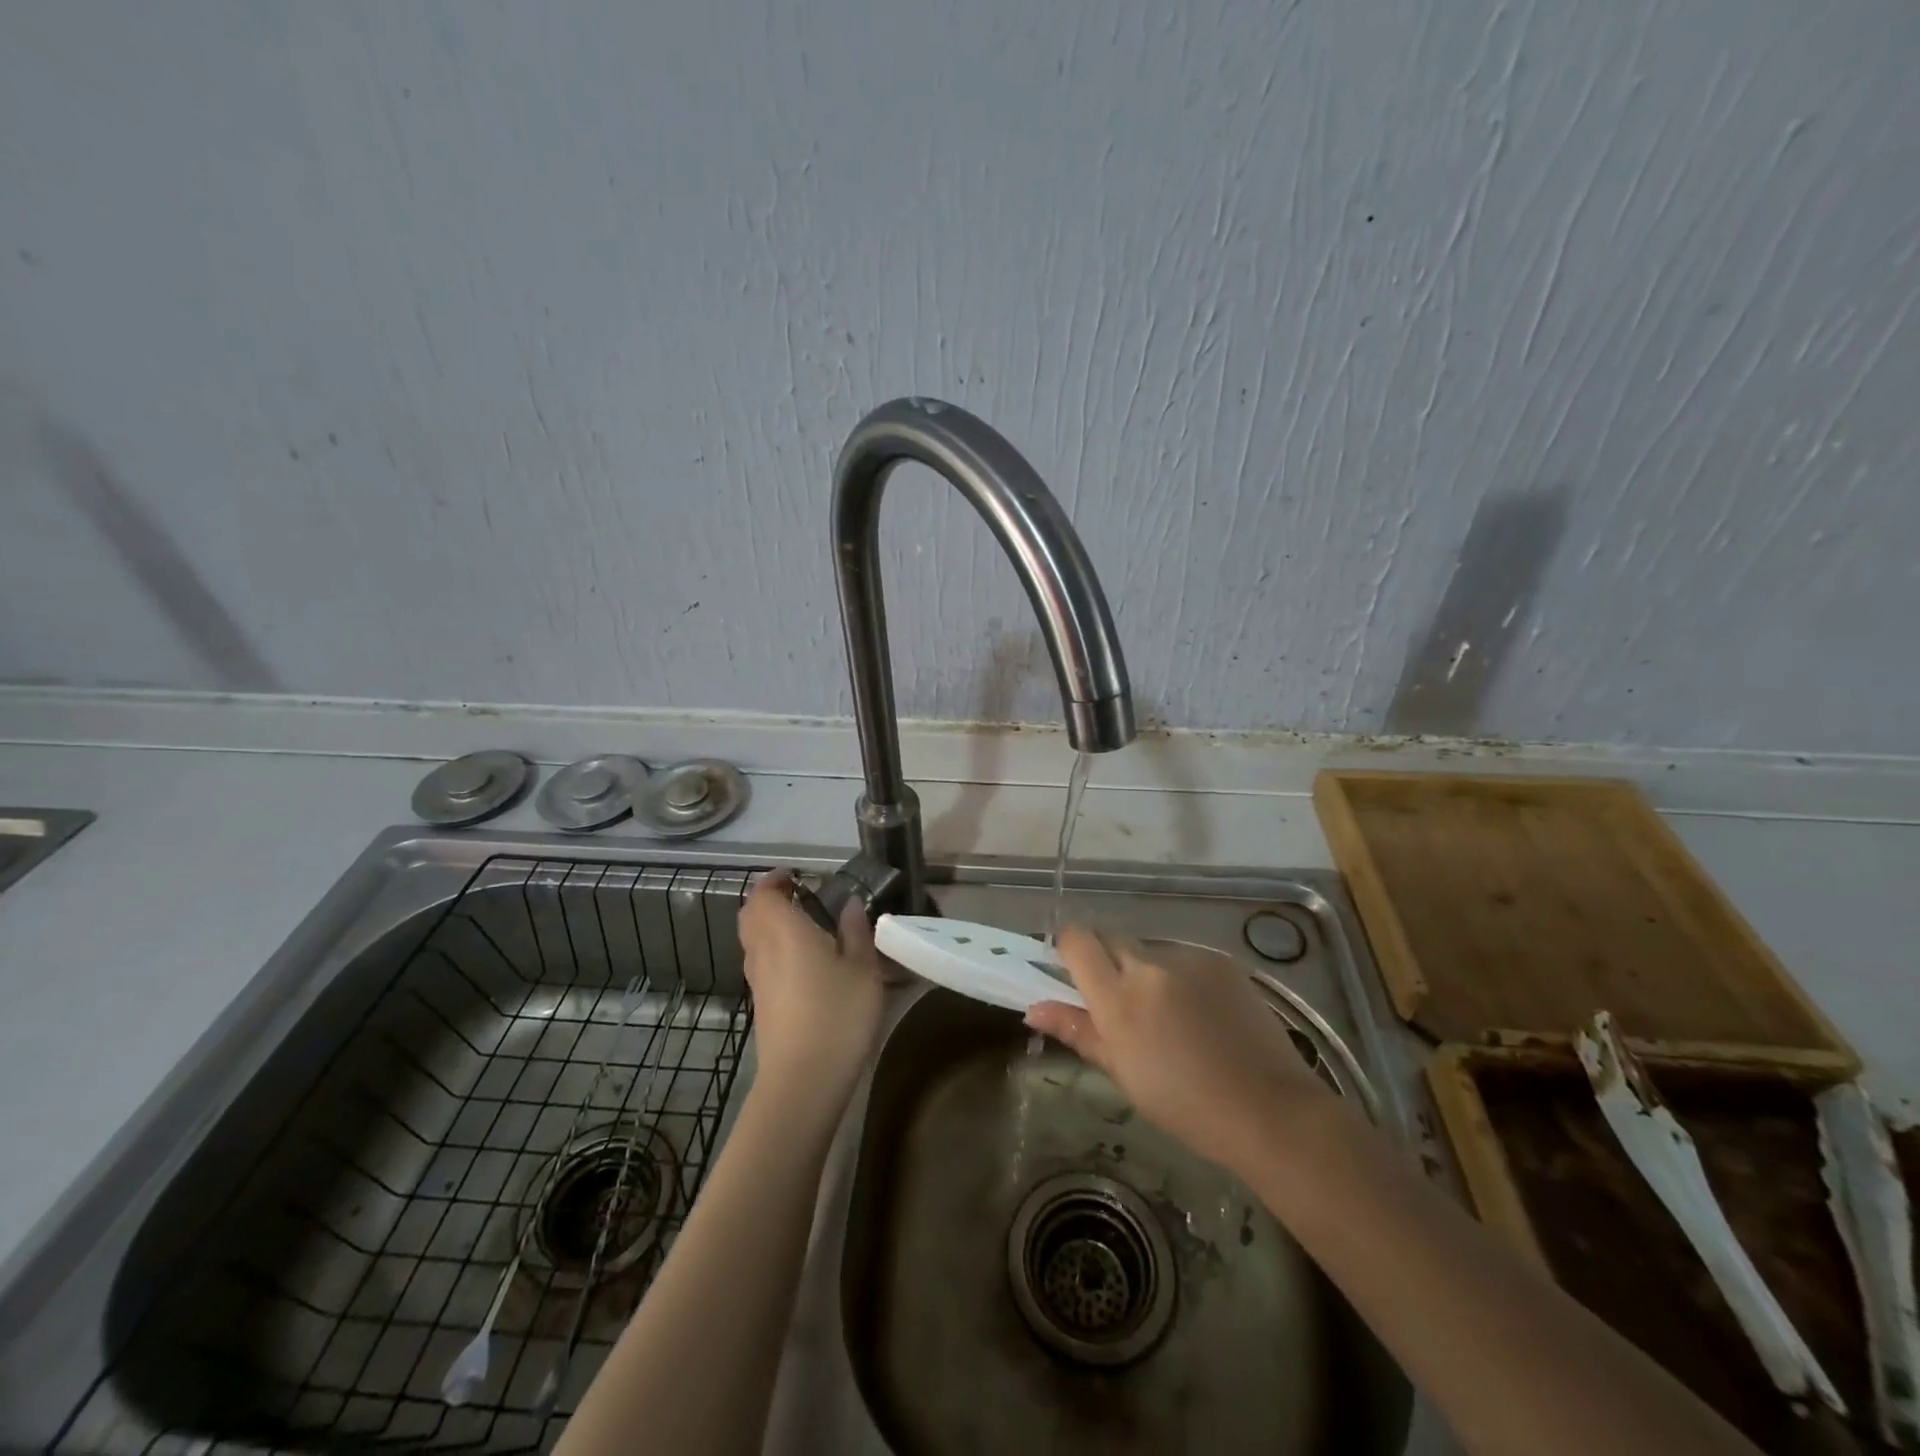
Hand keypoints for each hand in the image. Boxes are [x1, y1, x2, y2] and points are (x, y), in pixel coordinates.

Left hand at [737, 872, 885, 1108]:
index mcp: (784, 930)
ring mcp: (758, 981)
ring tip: (807, 927)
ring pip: (754, 941)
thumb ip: (855, 931)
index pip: (764, 894)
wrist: (803, 1081)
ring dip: (771, 926)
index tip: (797, 876)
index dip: (775, 880)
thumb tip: (849, 905)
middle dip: (769, 900)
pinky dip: (776, 951)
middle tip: (800, 896)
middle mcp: (762, 950)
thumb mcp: (862, 968)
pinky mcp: (762, 1006)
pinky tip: (807, 965)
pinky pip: (762, 963)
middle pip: (751, 915)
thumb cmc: (837, 1014)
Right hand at [1026, 929, 1331, 1172]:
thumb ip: (1078, 1031)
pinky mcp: (1222, 960)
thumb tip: (1033, 1008)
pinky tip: (1203, 1014)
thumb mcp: (1122, 1073)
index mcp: (1119, 997)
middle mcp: (1150, 965)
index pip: (1077, 940)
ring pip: (1150, 949)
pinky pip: (1185, 958)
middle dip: (1107, 959)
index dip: (1070, 949)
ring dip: (1148, 971)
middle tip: (1121, 1000)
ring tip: (1171, 1016)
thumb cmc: (1186, 1105)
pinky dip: (1183, 978)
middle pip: (1111, 936)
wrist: (1270, 1110)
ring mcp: (1190, 958)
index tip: (1074, 973)